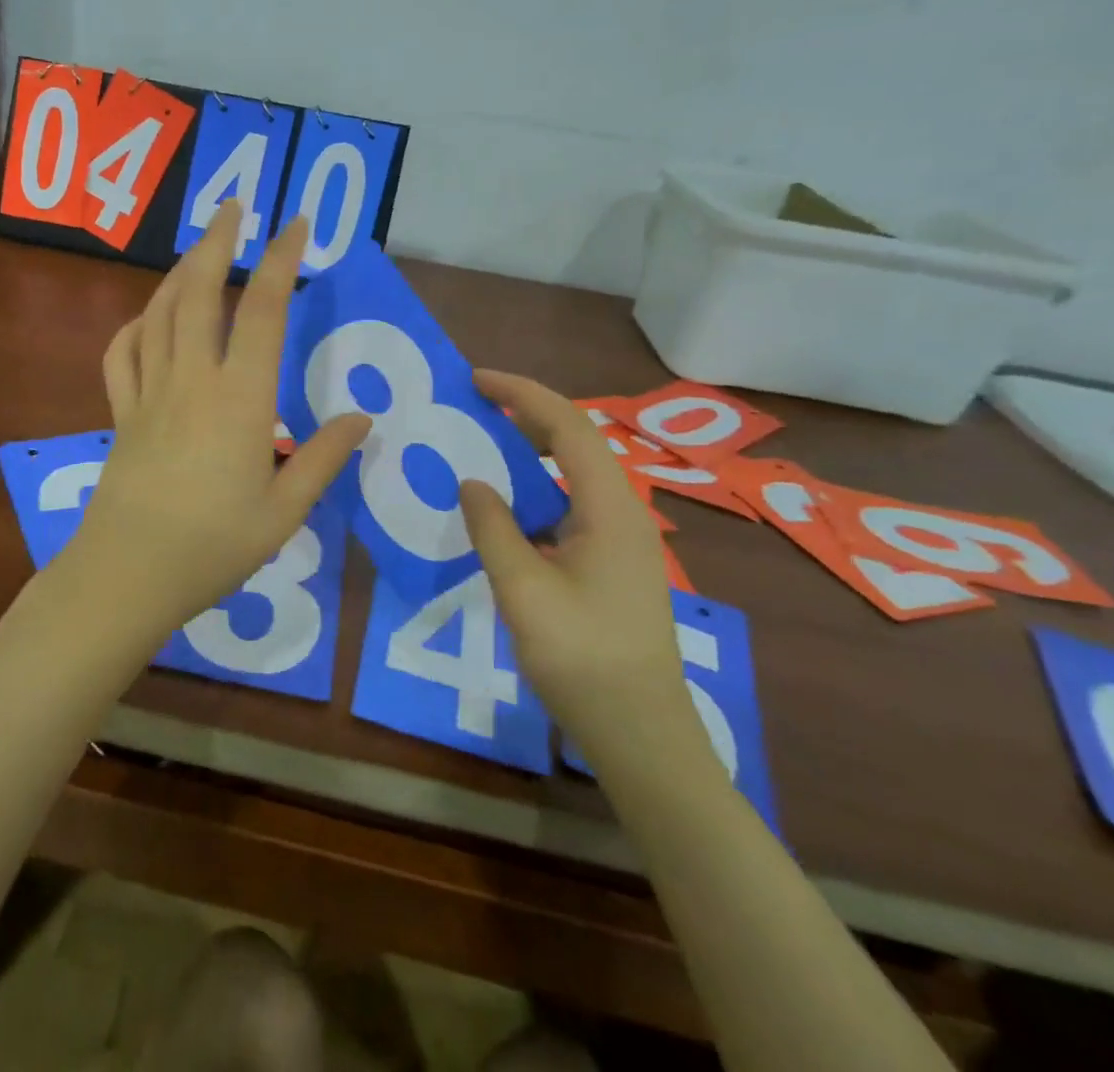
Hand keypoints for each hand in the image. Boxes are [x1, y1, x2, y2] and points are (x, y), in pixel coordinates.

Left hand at [68, 202, 369, 640]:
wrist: (128, 575)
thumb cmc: (214, 547)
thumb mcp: (284, 511)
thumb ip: (323, 459)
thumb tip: (363, 418)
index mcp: (240, 399)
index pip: (263, 310)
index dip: (280, 260)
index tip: (295, 224)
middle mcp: (192, 380)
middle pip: (199, 292)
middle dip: (218, 242)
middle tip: (234, 207)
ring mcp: (149, 393)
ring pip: (159, 313)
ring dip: (178, 272)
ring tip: (199, 250)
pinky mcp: (121, 413)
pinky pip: (122, 353)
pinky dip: (136, 324)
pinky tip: (149, 319)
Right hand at [459, 371, 696, 764]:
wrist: (641, 734)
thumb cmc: (583, 658)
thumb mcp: (523, 590)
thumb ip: (493, 528)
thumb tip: (472, 482)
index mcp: (610, 507)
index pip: (567, 426)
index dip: (521, 394)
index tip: (475, 379)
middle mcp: (624, 512)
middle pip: (576, 441)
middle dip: (526, 412)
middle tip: (474, 402)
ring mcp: (623, 539)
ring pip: (576, 472)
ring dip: (532, 447)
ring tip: (485, 439)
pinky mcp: (614, 563)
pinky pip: (573, 502)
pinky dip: (538, 485)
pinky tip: (509, 502)